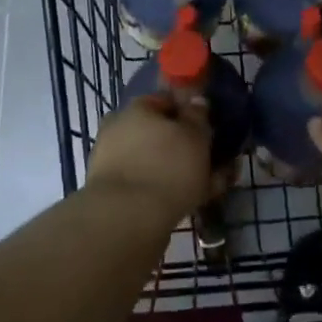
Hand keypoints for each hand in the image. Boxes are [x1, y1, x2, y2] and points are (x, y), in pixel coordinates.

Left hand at [86, 93, 226, 223]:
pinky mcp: (112, 194)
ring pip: (154, 162)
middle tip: (210, 162)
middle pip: (159, 133)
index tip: (208, 129)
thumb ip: (198, 117)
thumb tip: (196, 102)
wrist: (126, 221)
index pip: (167, 101)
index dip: (190, 114)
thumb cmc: (167, 167)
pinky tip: (191, 204)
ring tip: (209, 187)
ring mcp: (111, 162)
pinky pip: (147, 185)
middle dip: (184, 146)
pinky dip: (167, 191)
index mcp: (137, 108)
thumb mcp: (195, 135)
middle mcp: (119, 129)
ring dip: (178, 171)